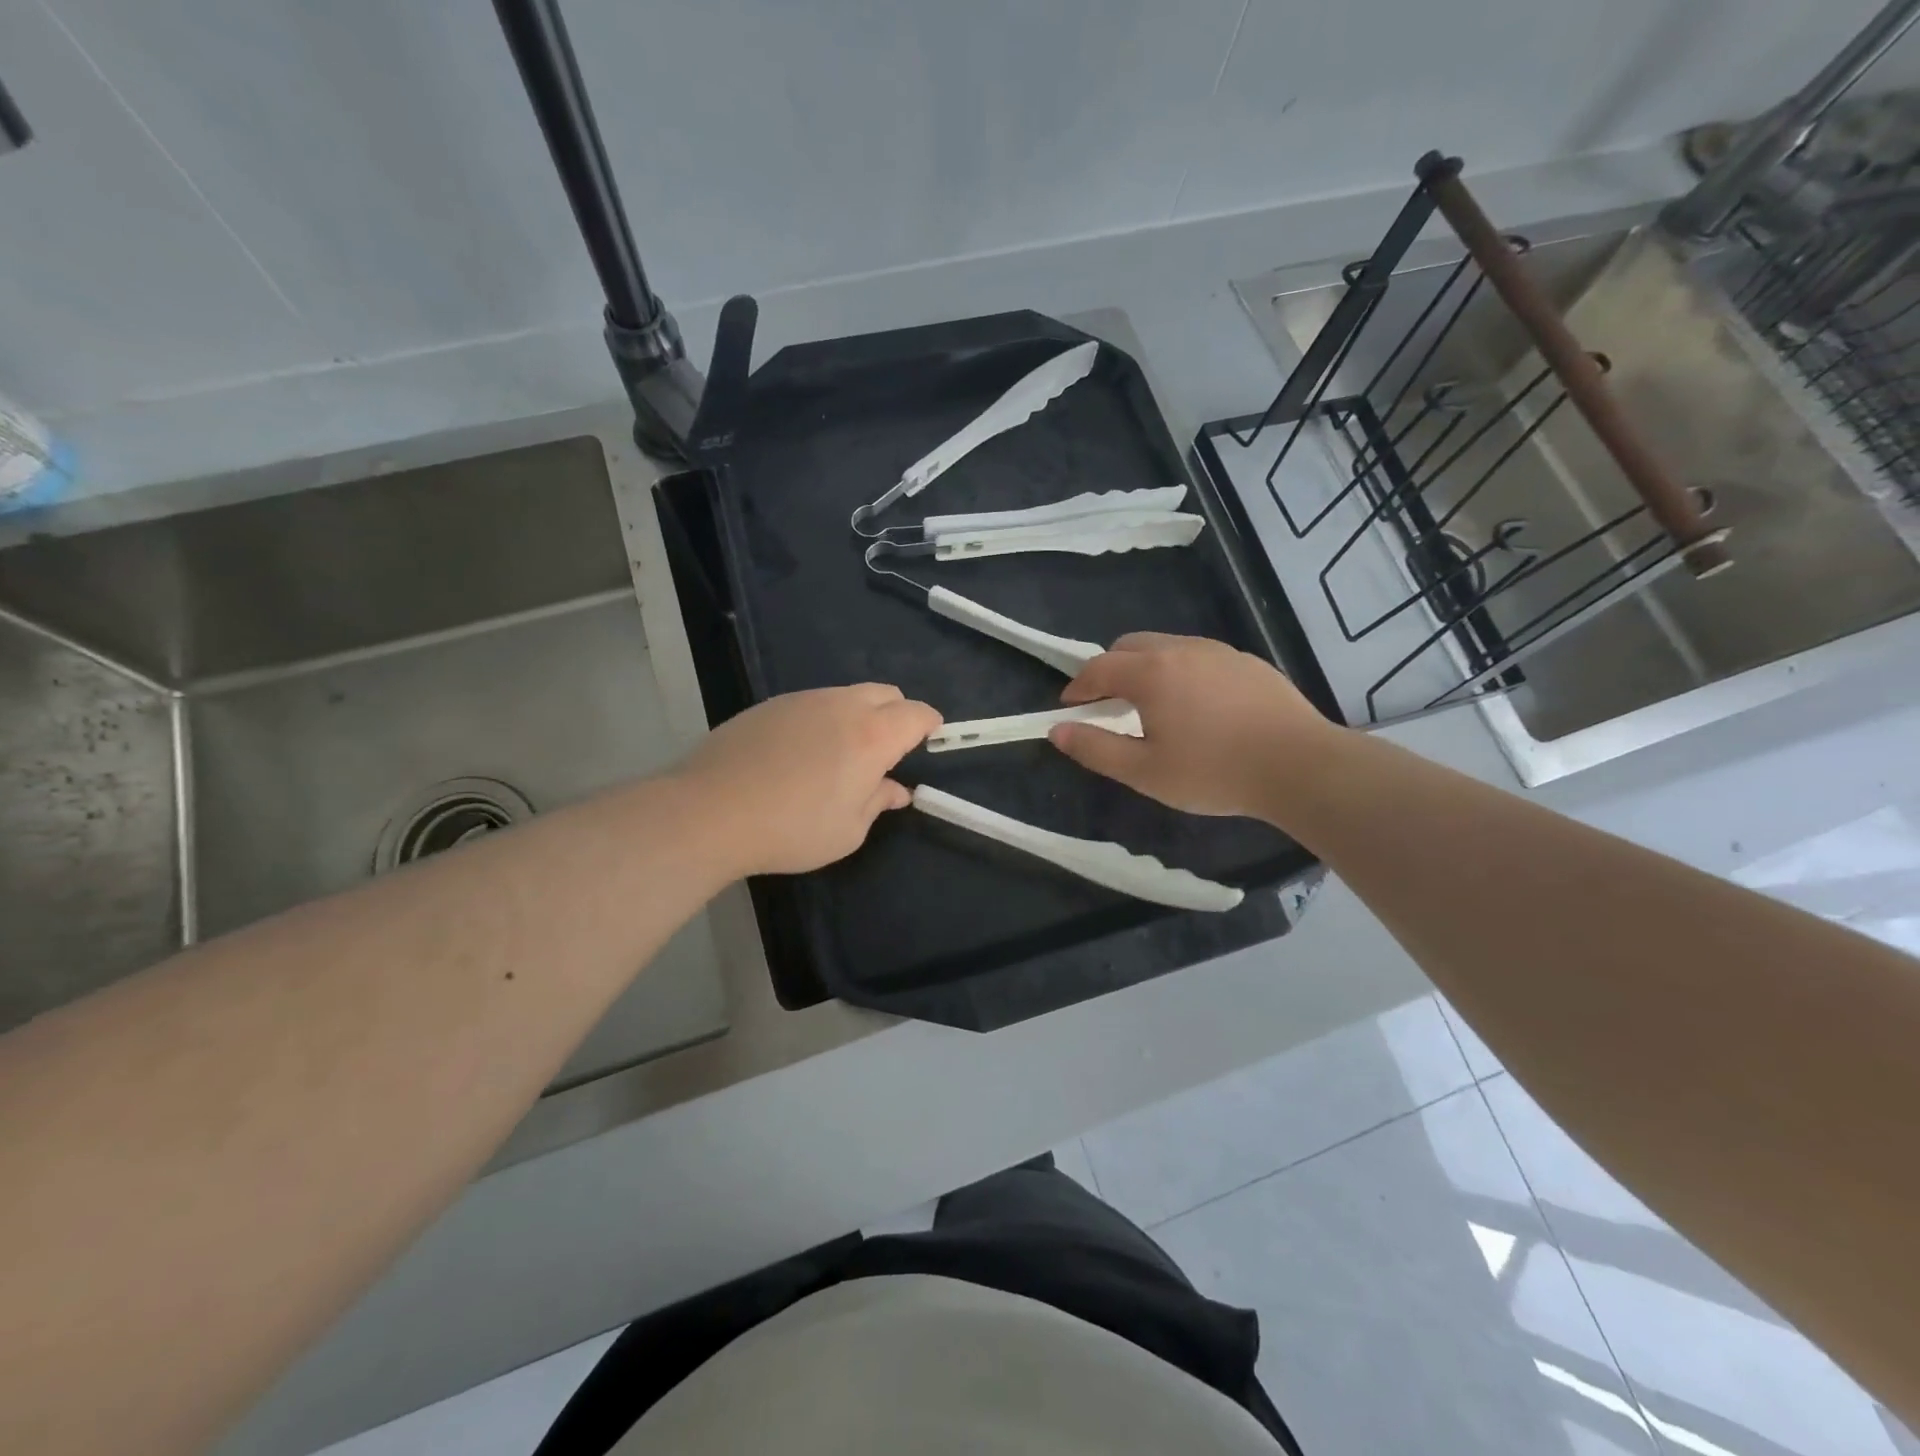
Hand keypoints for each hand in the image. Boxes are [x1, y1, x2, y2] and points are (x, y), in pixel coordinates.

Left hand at [676, 684, 941, 876]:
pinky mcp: (769, 705)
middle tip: (887, 751)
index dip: (929, 725)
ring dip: (858, 715)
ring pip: (847, 694)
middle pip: (886, 693)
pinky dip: (822, 719)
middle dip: (897, 714)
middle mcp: (842, 705)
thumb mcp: (847, 831)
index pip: (917, 714)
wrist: (709, 811)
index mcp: (872, 735)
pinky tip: (799, 754)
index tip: (930, 740)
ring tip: (840, 754)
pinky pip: (812, 703)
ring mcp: (802, 699)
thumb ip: (877, 802)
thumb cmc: (791, 829)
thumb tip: (895, 789)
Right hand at [1049, 633, 1339, 820]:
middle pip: (1129, 646)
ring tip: (1153, 707)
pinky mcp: (1247, 661)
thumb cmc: (1214, 771)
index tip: (1070, 708)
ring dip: (1146, 668)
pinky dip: (1180, 672)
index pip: (1098, 668)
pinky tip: (1197, 707)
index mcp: (1151, 672)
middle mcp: (1182, 649)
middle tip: (1108, 706)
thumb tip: (1057, 731)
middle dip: (1109, 670)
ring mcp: (1219, 651)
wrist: (1301, 766)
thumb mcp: (1145, 772)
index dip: (1078, 687)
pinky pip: (1198, 656)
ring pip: (1166, 646)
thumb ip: (1095, 749)